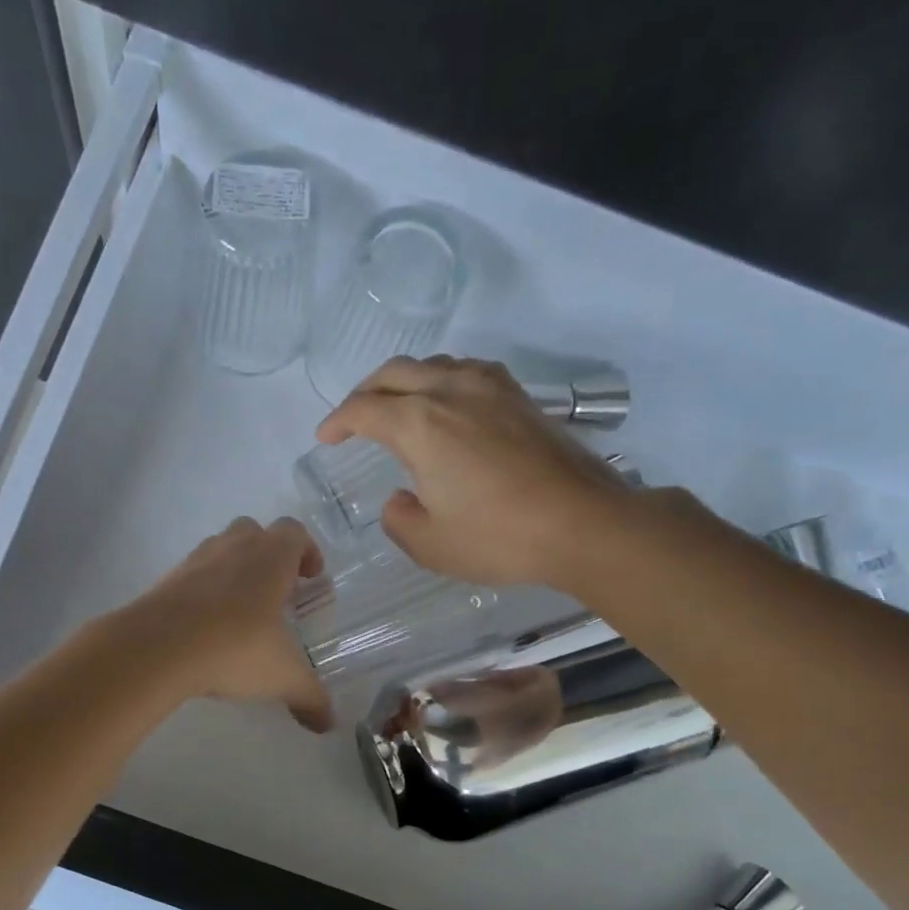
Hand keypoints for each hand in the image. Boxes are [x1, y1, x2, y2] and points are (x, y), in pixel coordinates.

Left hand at [114, 517, 332, 731]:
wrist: (157, 648)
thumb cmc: (235, 648)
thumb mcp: (282, 676)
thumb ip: (310, 697)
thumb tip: (330, 723)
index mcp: (269, 558)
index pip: (294, 532)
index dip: (307, 550)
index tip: (312, 578)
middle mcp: (232, 548)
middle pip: (254, 532)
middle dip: (268, 556)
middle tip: (277, 592)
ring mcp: (194, 561)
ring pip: (220, 549)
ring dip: (234, 570)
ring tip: (241, 611)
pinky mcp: (165, 581)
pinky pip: (192, 576)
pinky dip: (203, 592)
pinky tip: (206, 628)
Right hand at [316, 356, 634, 588]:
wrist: (583, 524)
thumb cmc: (499, 537)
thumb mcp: (430, 545)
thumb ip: (399, 519)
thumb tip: (399, 500)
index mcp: (420, 424)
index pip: (363, 409)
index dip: (337, 421)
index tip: (325, 438)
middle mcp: (451, 391)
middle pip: (394, 372)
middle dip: (365, 391)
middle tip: (353, 417)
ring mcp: (490, 388)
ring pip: (432, 365)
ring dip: (404, 380)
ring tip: (396, 405)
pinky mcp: (519, 397)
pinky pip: (466, 372)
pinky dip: (441, 381)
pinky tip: (447, 404)